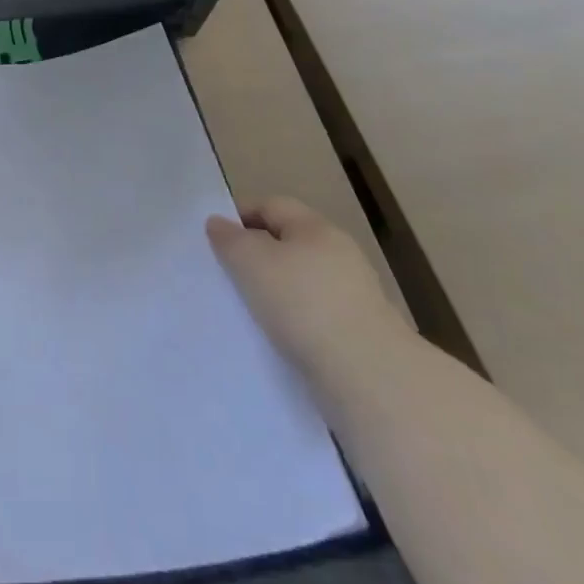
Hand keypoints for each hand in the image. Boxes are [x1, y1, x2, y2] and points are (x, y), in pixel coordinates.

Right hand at [207, 197, 408, 382]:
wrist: (369, 378)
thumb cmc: (303, 304)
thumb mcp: (251, 262)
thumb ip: (230, 239)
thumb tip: (218, 223)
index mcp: (316, 227)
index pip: (271, 205)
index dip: (240, 216)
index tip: (214, 240)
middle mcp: (339, 253)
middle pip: (288, 243)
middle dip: (257, 256)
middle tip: (228, 275)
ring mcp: (354, 295)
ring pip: (301, 282)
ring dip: (276, 292)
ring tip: (249, 312)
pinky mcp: (360, 334)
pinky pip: (315, 316)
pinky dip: (295, 322)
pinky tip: (279, 339)